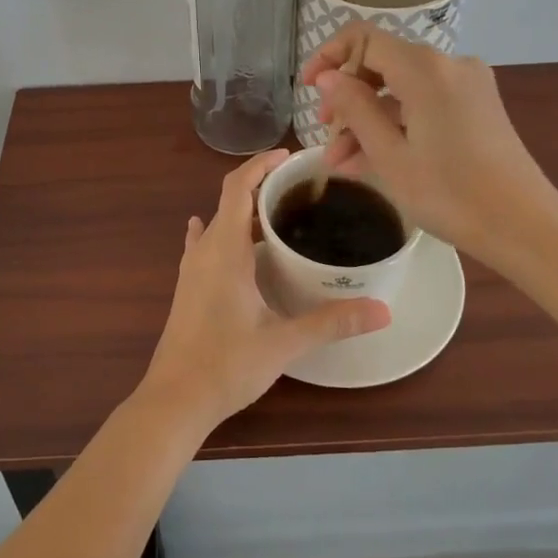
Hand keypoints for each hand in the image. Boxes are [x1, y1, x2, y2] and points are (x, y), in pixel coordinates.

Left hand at [140, 150, 389, 431]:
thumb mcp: (283, 342)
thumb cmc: (226, 364)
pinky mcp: (188, 288)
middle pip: (229, 201)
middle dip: (261, 187)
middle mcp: (204, 251)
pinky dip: (225, 234)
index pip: (237, 187)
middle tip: (302, 190)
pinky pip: (206, 245)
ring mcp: (192, 269)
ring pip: (218, 223)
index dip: (260, 164)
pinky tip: (232, 242)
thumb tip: (383, 310)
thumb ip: (332, 322)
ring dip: (245, 212)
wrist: (174, 400)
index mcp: (224, 250)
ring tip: (281, 214)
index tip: (290, 157)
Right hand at [300, 24, 557, 264]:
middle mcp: (448, 64)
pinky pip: (424, 103)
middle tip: (325, 135)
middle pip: (382, 63)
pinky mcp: (477, 106)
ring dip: (369, 119)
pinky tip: (372, 160)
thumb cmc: (450, 194)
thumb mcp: (390, 155)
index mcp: (424, 69)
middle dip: (348, 97)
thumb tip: (327, 78)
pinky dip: (397, 124)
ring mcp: (467, 84)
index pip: (363, 39)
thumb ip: (354, 108)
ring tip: (341, 162)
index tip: (308, 89)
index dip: (329, 57)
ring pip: (401, 89)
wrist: (525, 225)